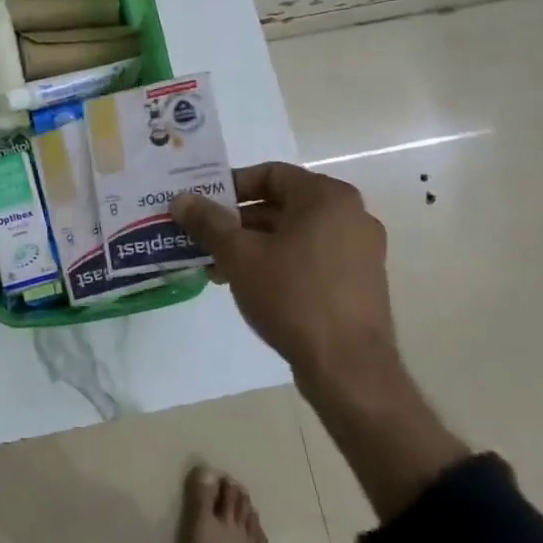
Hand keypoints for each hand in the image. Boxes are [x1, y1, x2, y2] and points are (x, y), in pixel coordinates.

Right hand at [173, 165, 467, 520]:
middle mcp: (350, 215)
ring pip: (293, 233)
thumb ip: (208, 222)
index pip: (269, 174)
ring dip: (252, 244)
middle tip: (202, 237)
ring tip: (217, 266)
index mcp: (327, 197)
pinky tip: (247, 284)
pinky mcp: (359, 281)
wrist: (349, 369)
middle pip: (280, 204)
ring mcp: (360, 250)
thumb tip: (182, 199)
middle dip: (236, 220)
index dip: (230, 185)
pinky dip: (278, 262)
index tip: (202, 205)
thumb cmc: (293, 296)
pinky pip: (310, 257)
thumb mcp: (239, 255)